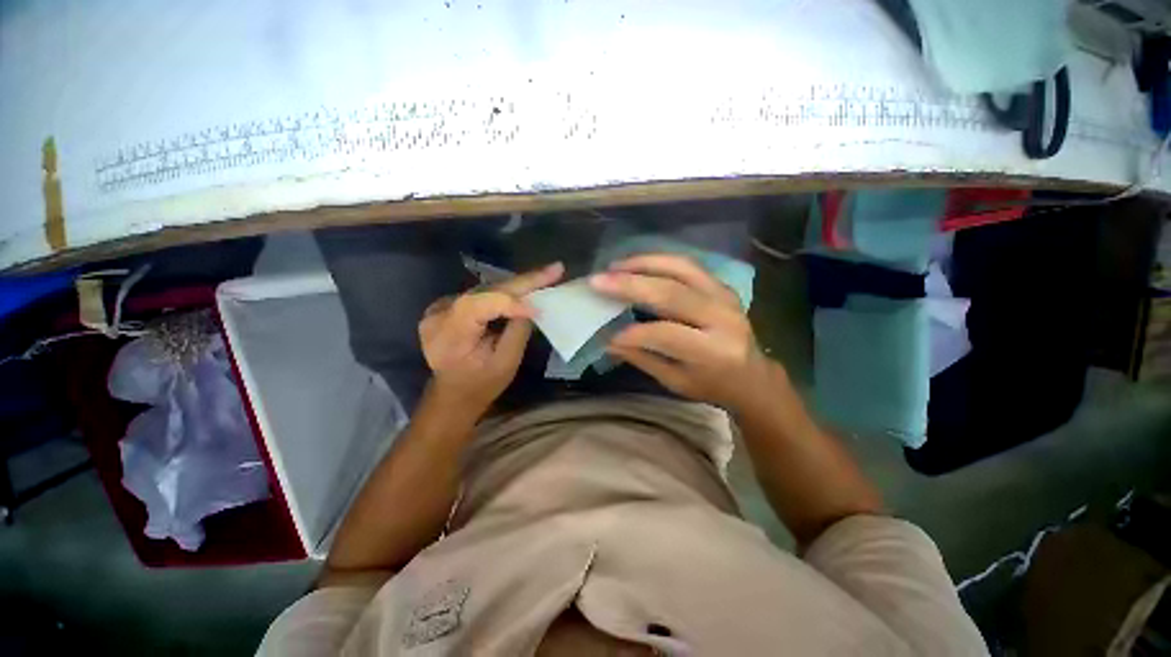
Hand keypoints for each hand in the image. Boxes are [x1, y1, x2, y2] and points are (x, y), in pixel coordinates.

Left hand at [419, 262, 563, 414]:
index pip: (478, 306)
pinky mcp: (448, 305)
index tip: (540, 308)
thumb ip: (518, 331)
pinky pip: (483, 293)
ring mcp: (440, 307)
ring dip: (518, 284)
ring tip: (546, 275)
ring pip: (486, 289)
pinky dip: (507, 291)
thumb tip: (531, 305)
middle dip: (523, 282)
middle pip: (485, 291)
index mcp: (448, 336)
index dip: (510, 302)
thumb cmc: (482, 385)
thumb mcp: (505, 363)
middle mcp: (439, 315)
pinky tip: (528, 286)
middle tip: (554, 270)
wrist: (454, 393)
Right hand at [590, 253, 773, 411]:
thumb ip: (644, 359)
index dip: (633, 334)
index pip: (666, 334)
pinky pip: (688, 265)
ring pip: (681, 268)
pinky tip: (637, 264)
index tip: (607, 336)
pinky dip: (659, 260)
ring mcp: (725, 296)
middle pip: (671, 293)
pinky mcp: (722, 286)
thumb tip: (609, 341)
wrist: (753, 375)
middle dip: (630, 285)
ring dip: (643, 263)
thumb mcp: (676, 382)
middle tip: (598, 281)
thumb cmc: (713, 385)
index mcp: (713, 351)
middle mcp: (722, 318)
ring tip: (615, 266)